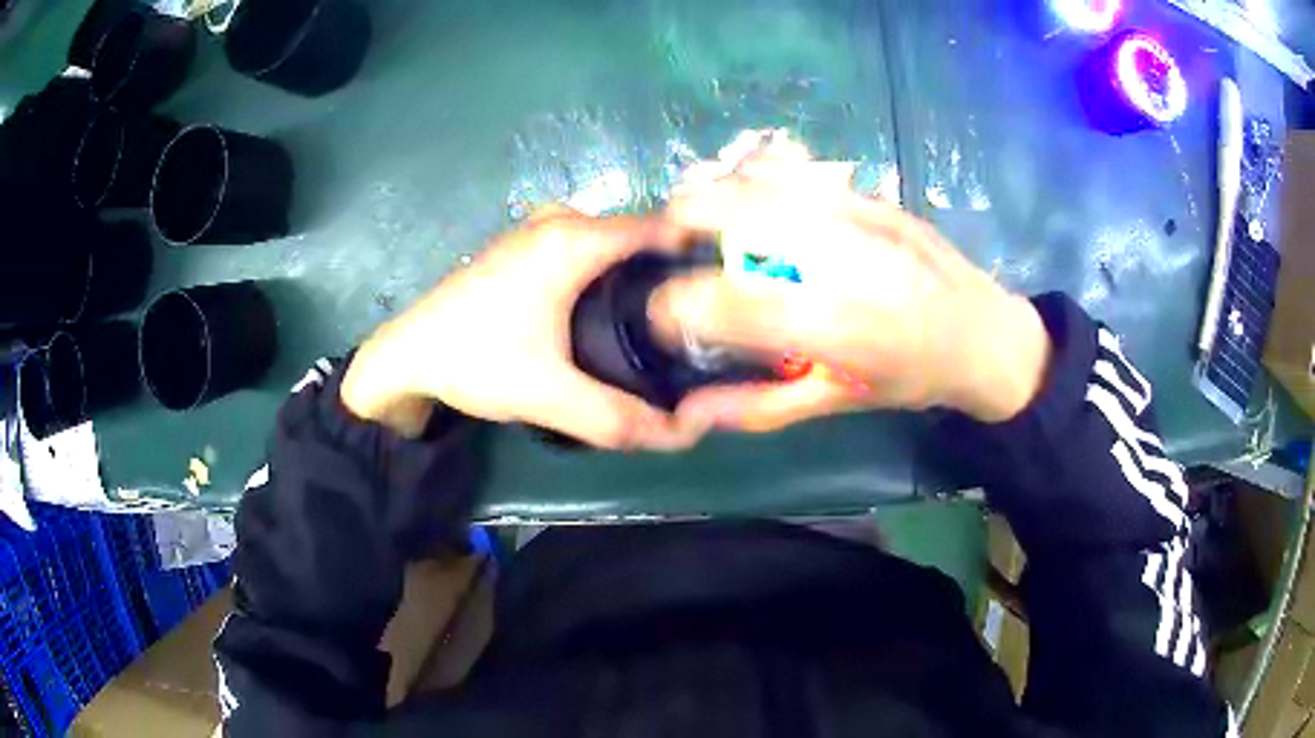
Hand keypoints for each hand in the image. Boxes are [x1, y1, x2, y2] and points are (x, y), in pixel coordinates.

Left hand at [340, 207, 708, 450]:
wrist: (407, 355)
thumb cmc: (475, 360)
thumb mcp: (550, 396)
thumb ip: (620, 419)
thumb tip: (684, 433)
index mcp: (574, 239)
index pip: (663, 228)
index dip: (698, 255)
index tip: (722, 294)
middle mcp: (562, 219)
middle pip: (640, 236)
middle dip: (671, 271)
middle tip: (695, 322)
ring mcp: (539, 228)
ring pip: (612, 243)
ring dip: (638, 274)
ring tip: (661, 323)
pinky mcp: (525, 246)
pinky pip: (587, 248)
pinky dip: (608, 272)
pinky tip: (609, 313)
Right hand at [650, 143, 1051, 430]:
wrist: (983, 332)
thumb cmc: (910, 378)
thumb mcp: (838, 401)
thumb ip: (759, 405)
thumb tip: (687, 411)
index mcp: (835, 326)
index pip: (726, 302)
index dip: (673, 308)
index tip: (660, 317)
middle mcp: (840, 258)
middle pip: (730, 212)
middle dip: (678, 226)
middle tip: (671, 249)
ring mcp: (855, 212)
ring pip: (754, 178)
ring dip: (712, 194)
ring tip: (704, 220)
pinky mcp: (867, 191)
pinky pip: (790, 166)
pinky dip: (753, 176)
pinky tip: (752, 198)